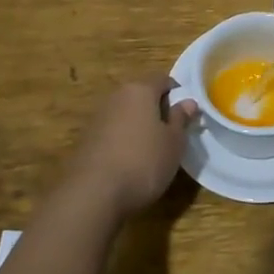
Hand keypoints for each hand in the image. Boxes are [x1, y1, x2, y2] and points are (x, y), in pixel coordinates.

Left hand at [64, 75, 197, 218]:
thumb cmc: (143, 162)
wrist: (93, 194)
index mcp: (140, 90)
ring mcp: (98, 117)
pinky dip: (122, 140)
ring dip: (138, 125)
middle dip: (156, 109)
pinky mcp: (86, 139)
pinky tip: (129, 162)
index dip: (177, 92)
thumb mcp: (174, 143)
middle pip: (141, 94)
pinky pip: (112, 131)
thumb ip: (181, 119)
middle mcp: (116, 97)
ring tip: (151, 149)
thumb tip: (188, 101)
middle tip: (171, 131)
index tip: (186, 112)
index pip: (162, 79)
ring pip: (125, 113)